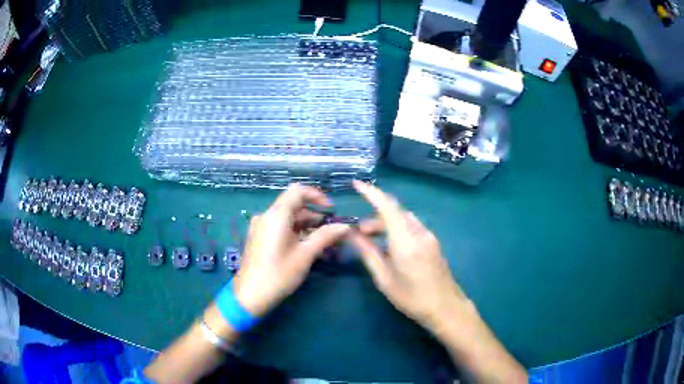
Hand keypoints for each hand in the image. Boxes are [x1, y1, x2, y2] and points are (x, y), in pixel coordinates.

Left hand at [233, 184, 350, 317]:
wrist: (250, 296)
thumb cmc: (278, 274)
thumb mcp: (305, 255)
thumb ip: (325, 237)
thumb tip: (344, 226)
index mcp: (276, 215)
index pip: (298, 191)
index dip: (317, 196)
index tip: (331, 210)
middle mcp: (266, 216)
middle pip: (293, 205)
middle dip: (314, 215)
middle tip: (332, 230)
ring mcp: (260, 227)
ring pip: (287, 218)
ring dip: (306, 225)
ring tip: (324, 241)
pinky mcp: (259, 238)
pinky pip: (279, 227)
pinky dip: (295, 232)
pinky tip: (307, 247)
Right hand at [349, 181, 471, 333]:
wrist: (446, 308)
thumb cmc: (412, 298)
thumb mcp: (385, 279)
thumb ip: (368, 253)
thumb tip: (351, 234)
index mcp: (406, 241)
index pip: (387, 207)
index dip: (371, 193)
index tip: (356, 184)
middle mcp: (419, 233)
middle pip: (395, 212)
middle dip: (374, 216)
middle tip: (359, 233)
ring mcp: (429, 237)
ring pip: (404, 219)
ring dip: (386, 223)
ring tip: (371, 240)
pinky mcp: (433, 243)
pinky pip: (412, 228)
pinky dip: (397, 229)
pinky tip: (389, 247)